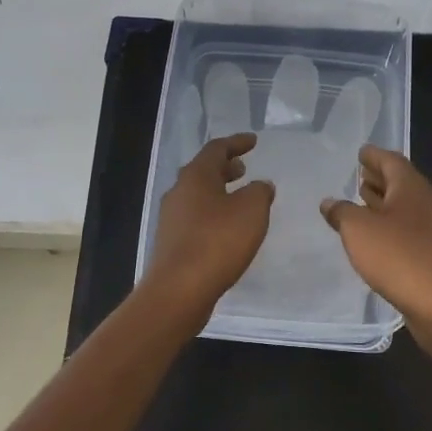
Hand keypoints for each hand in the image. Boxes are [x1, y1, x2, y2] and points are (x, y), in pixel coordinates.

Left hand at [144, 134, 274, 319]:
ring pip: (197, 195)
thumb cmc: (218, 241)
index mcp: (196, 176)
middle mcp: (178, 192)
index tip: (253, 141)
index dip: (237, 143)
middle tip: (243, 169)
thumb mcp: (252, 210)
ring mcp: (171, 218)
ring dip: (218, 191)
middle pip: (202, 171)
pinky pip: (195, 217)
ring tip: (238, 199)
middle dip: (224, 168)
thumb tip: (260, 185)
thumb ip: (259, 192)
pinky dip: (212, 213)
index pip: (216, 149)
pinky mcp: (171, 242)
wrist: (180, 289)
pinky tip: (226, 228)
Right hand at [319, 146, 431, 332]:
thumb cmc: (400, 257)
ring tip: (363, 203)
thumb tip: (329, 202)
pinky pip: (409, 231)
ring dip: (385, 204)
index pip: (392, 161)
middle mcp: (427, 203)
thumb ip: (342, 212)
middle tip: (359, 176)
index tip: (361, 152)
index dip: (374, 156)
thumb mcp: (359, 231)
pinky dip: (391, 227)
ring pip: (406, 209)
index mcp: (411, 188)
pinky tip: (377, 238)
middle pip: (401, 183)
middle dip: (379, 179)